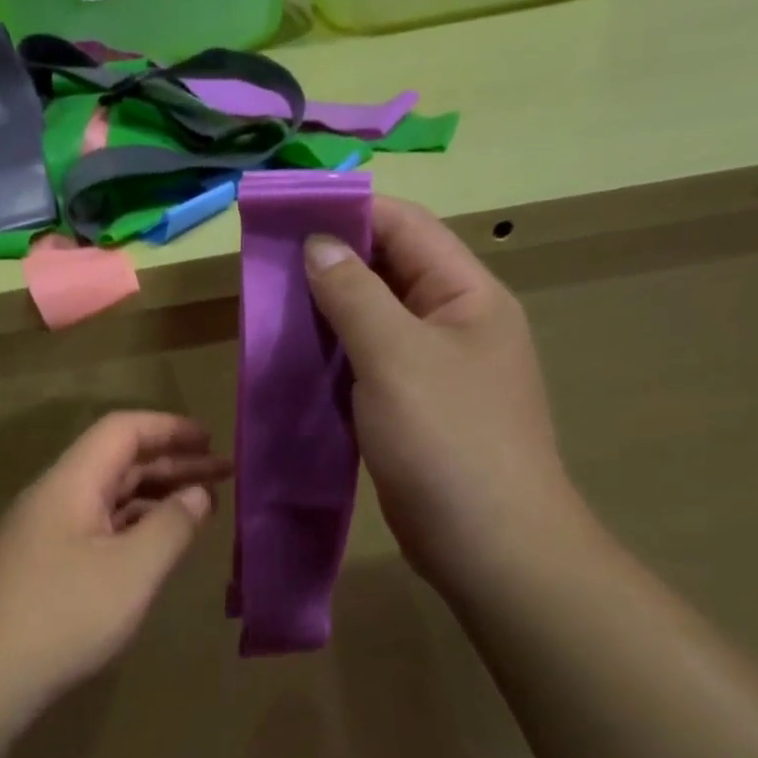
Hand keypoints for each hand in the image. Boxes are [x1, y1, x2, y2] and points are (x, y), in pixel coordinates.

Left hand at [0, 412, 230, 721]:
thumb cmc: (62, 617)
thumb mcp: (131, 571)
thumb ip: (171, 526)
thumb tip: (198, 493)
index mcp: (70, 483)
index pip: (122, 430)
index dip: (169, 428)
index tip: (212, 440)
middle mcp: (53, 497)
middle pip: (116, 462)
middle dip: (171, 464)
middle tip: (223, 475)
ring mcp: (43, 533)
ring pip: (107, 498)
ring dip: (154, 497)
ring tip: (201, 507)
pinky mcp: (42, 566)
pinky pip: (96, 528)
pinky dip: (133, 527)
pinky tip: (156, 545)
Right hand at [305, 197, 574, 590]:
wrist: (490, 545)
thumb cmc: (448, 440)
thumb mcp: (395, 356)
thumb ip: (354, 295)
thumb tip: (318, 244)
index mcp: (467, 295)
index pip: (407, 228)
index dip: (349, 212)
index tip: (287, 212)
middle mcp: (456, 325)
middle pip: (389, 273)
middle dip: (331, 265)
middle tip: (267, 265)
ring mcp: (437, 373)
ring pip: (375, 325)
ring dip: (328, 315)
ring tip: (270, 309)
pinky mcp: (416, 414)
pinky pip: (369, 370)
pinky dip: (334, 361)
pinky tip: (295, 363)